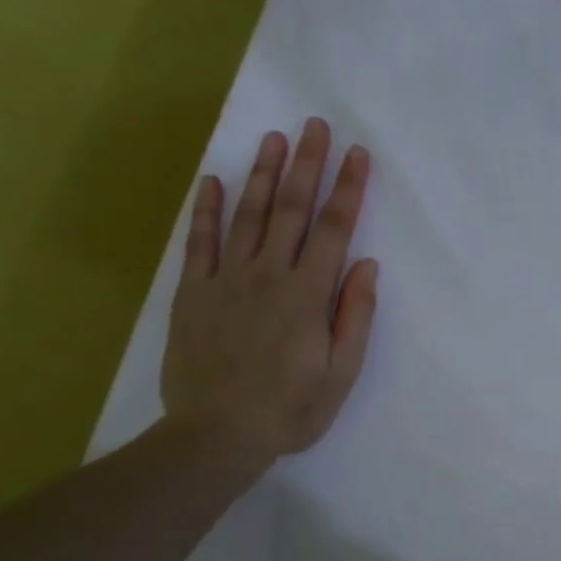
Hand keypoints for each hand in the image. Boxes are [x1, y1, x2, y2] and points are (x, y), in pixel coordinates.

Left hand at [161, 118, 377, 480]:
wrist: (217, 435)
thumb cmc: (289, 410)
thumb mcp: (341, 373)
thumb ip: (355, 316)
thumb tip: (366, 265)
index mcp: (308, 295)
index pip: (334, 230)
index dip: (348, 189)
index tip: (358, 154)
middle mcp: (268, 275)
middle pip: (292, 210)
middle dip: (308, 165)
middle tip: (316, 125)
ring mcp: (226, 280)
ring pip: (248, 216)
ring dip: (264, 175)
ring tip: (274, 139)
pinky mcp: (194, 293)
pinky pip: (199, 242)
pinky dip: (206, 209)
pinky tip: (213, 180)